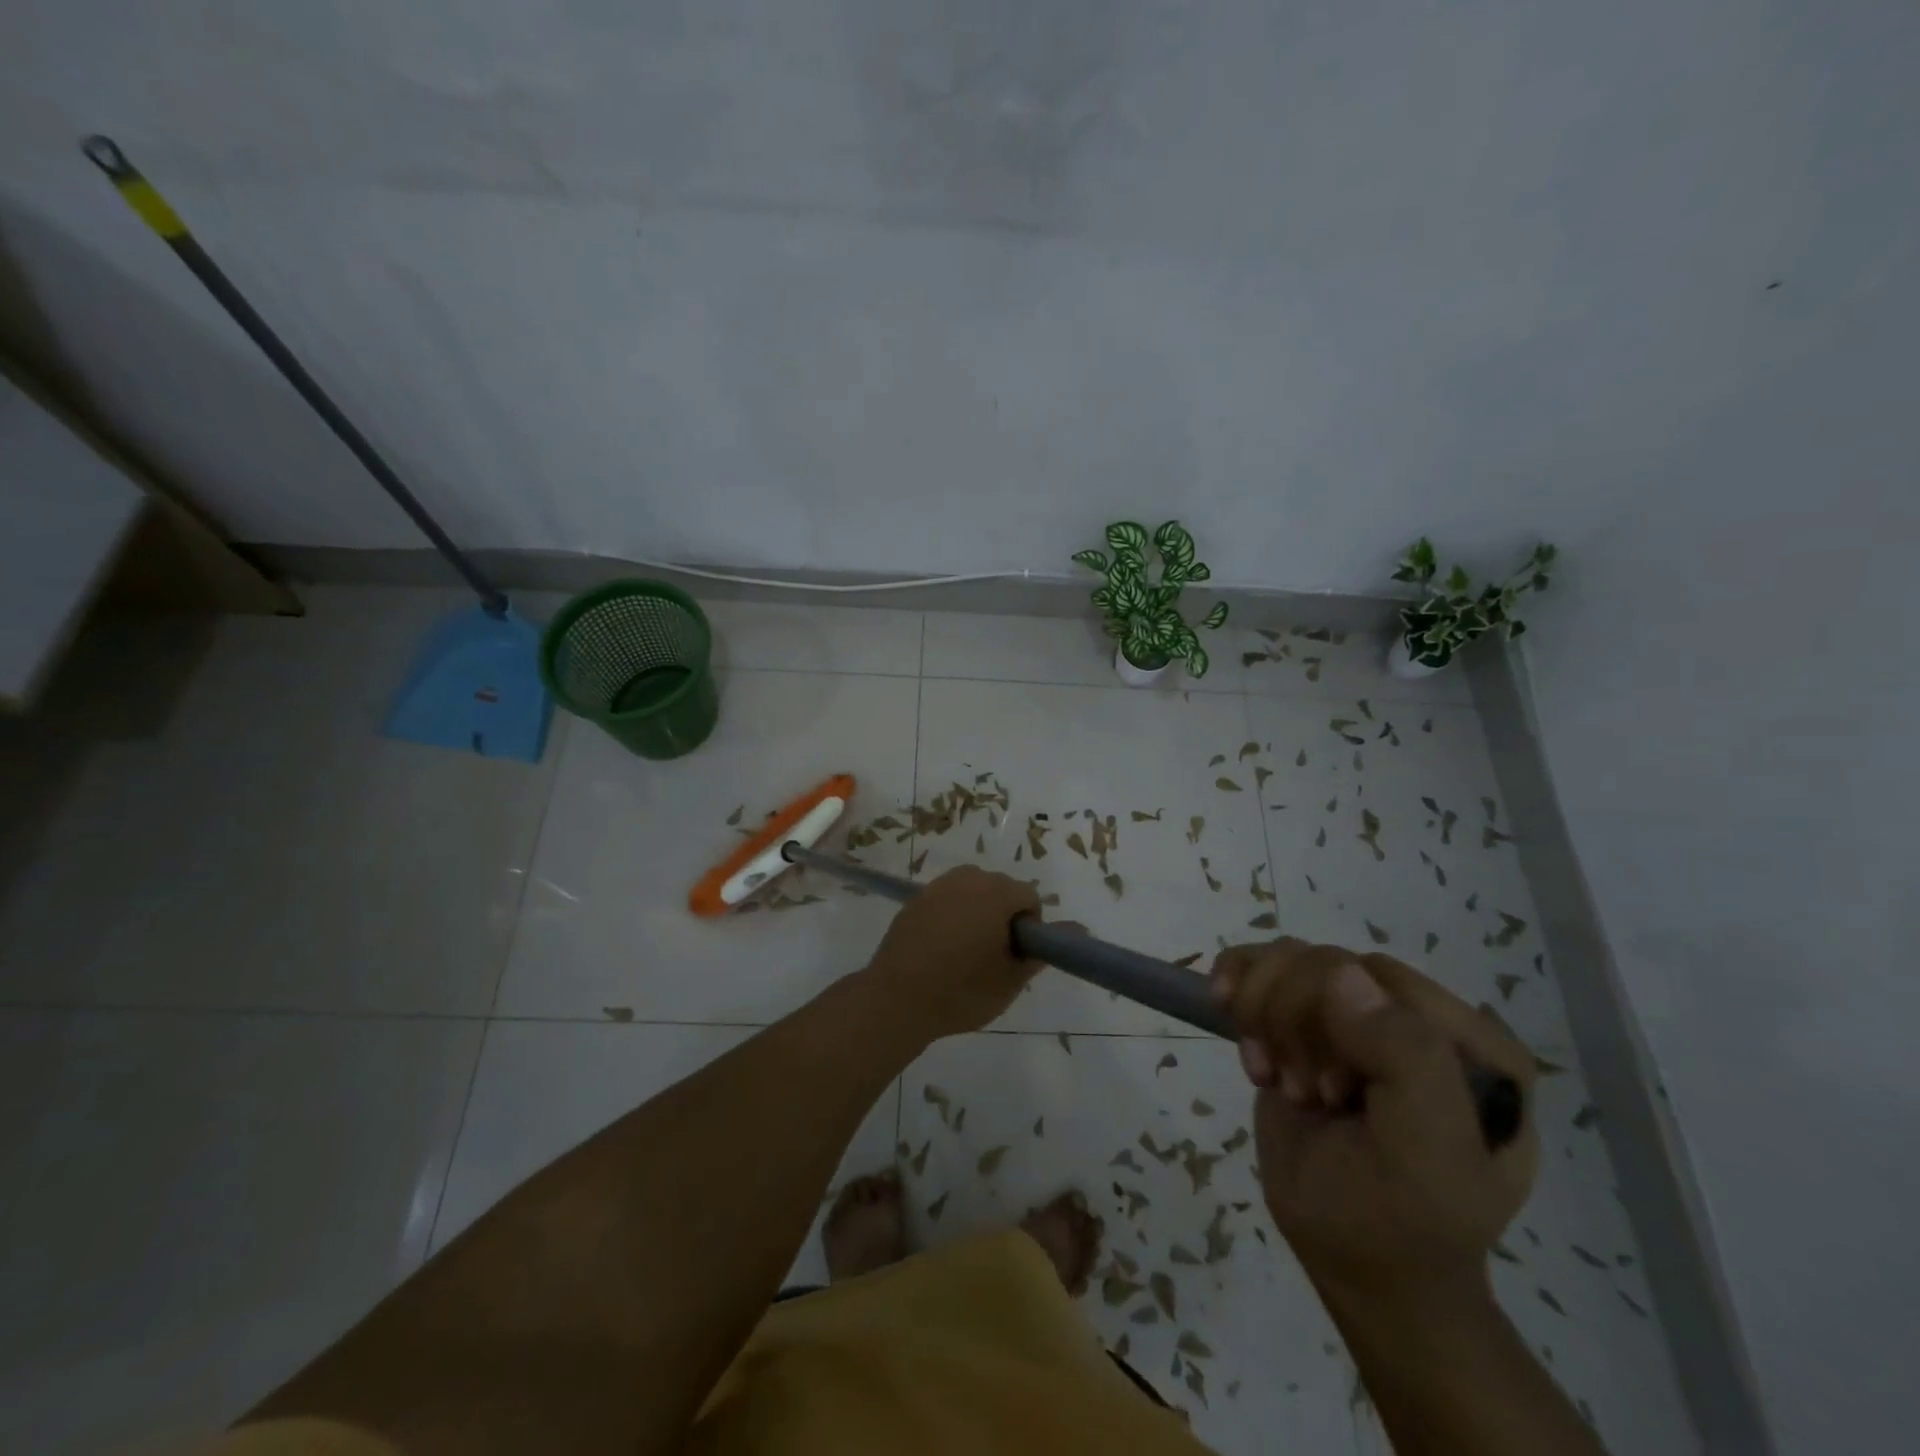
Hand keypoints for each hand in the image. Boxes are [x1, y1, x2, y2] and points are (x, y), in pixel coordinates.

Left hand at [862, 866, 1042, 1042]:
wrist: (896, 999)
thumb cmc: (961, 991)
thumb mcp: (1009, 983)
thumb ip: (1034, 958)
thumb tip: (1047, 944)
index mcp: (995, 894)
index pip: (1028, 895)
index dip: (1030, 924)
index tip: (1017, 952)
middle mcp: (967, 880)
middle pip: (999, 887)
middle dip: (1003, 913)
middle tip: (994, 952)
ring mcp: (937, 888)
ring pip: (970, 889)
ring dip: (977, 910)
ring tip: (967, 948)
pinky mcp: (914, 901)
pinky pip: (945, 899)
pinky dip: (951, 914)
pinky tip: (942, 947)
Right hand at [1211, 938, 1538, 1303]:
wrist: (1356, 1262)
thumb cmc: (1400, 1220)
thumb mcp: (1425, 1156)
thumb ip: (1408, 1061)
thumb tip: (1342, 973)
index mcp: (1470, 1040)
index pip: (1380, 976)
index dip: (1335, 1021)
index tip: (1329, 1091)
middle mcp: (1415, 1015)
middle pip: (1326, 962)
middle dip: (1296, 1023)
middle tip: (1305, 1093)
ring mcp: (1355, 1014)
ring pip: (1287, 957)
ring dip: (1263, 1015)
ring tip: (1278, 1077)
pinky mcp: (1304, 1019)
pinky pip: (1258, 964)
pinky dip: (1236, 993)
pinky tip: (1247, 1046)